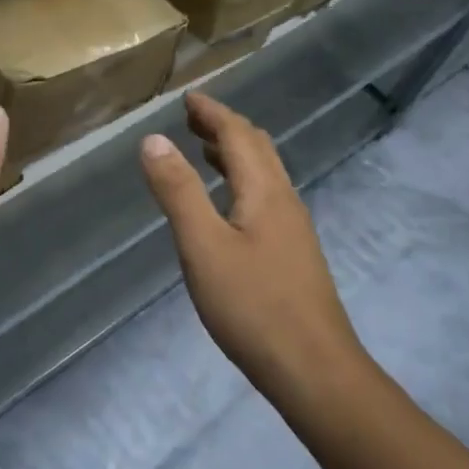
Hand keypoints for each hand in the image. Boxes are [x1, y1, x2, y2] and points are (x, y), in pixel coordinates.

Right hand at [139, 92, 363, 395]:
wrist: (314, 370)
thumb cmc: (253, 306)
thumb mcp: (203, 246)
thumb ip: (178, 191)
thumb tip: (153, 140)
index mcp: (265, 192)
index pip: (238, 135)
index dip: (212, 113)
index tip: (188, 97)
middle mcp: (284, 201)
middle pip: (257, 148)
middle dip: (224, 127)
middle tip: (191, 119)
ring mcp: (293, 229)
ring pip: (265, 174)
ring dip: (234, 154)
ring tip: (203, 151)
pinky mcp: (293, 254)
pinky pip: (265, 198)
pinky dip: (241, 182)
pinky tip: (227, 206)